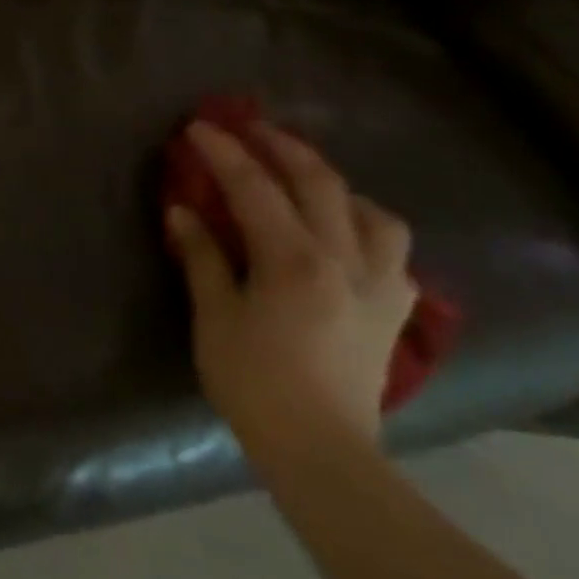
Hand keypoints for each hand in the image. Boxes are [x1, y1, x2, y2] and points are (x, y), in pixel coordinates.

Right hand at [166, 121, 414, 469]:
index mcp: (293, 259)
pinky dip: (369, 231)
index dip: (224, 151)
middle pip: (319, 183)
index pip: (254, 186)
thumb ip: (202, 256)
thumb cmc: (254, 382)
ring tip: (308, 183)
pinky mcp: (396, 313)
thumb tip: (182, 211)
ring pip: (374, 214)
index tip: (199, 127)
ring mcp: (380, 285)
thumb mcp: (215, 316)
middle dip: (282, 146)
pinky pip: (394, 255)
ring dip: (337, 186)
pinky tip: (348, 239)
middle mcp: (344, 260)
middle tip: (251, 128)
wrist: (321, 451)